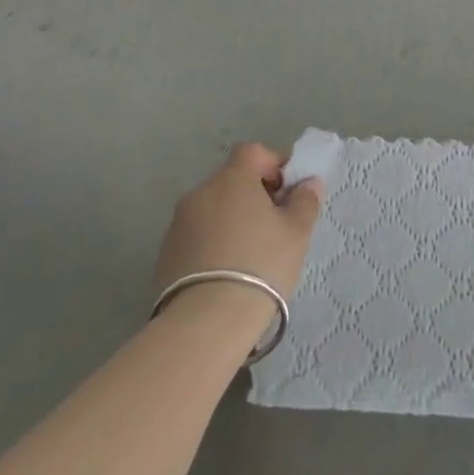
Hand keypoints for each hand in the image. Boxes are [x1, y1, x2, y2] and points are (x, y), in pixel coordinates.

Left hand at [155, 144, 322, 306]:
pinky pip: (197, 234)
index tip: (287, 191)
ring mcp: (178, 223)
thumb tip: (308, 182)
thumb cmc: (260, 265)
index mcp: (232, 179)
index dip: (273, 164)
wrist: (206, 322)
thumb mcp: (296, 232)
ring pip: (213, 208)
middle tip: (274, 223)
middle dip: (253, 194)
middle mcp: (201, 192)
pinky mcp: (165, 253)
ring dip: (232, 219)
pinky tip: (227, 271)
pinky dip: (213, 241)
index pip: (253, 152)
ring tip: (250, 252)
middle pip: (231, 179)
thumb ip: (305, 200)